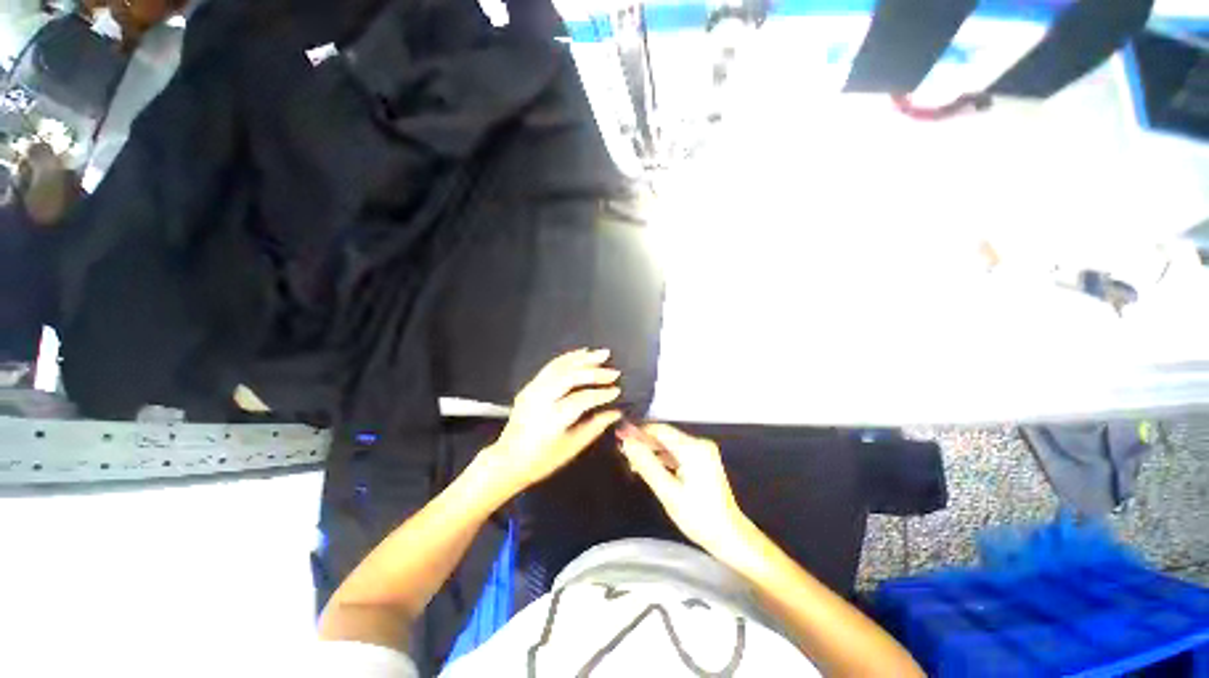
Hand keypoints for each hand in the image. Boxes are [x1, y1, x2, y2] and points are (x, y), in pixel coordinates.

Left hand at [483, 348, 622, 494]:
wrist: (508, 460)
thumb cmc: (542, 460)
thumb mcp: (572, 448)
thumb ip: (595, 427)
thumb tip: (615, 412)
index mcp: (552, 418)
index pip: (582, 399)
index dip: (601, 394)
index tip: (617, 390)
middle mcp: (541, 399)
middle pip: (570, 377)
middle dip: (594, 372)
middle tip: (614, 371)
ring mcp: (533, 390)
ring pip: (560, 366)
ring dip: (583, 359)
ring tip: (602, 354)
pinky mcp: (530, 386)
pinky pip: (550, 366)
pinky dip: (567, 358)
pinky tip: (581, 353)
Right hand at [618, 424, 748, 555]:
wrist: (729, 536)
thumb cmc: (698, 517)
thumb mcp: (667, 491)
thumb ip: (646, 464)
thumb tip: (627, 443)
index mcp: (693, 448)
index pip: (660, 430)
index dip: (638, 431)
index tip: (619, 436)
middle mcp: (700, 444)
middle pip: (664, 435)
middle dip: (644, 442)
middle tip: (623, 451)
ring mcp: (702, 451)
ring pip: (669, 444)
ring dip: (652, 450)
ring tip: (632, 461)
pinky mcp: (702, 460)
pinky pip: (677, 452)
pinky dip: (662, 457)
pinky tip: (649, 466)